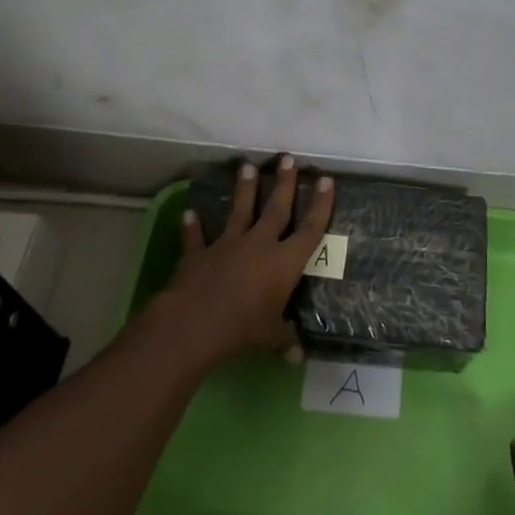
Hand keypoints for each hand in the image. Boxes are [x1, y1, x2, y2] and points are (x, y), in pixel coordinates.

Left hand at [159, 155, 334, 367]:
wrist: (196, 322)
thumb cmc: (243, 329)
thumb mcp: (271, 338)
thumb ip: (285, 340)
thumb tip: (298, 357)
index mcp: (284, 262)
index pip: (309, 228)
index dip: (320, 204)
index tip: (325, 179)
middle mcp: (259, 244)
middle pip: (276, 208)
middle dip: (284, 182)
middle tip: (288, 158)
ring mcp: (227, 244)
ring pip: (239, 210)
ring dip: (243, 189)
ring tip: (245, 166)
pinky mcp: (199, 253)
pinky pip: (196, 237)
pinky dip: (192, 225)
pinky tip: (189, 212)